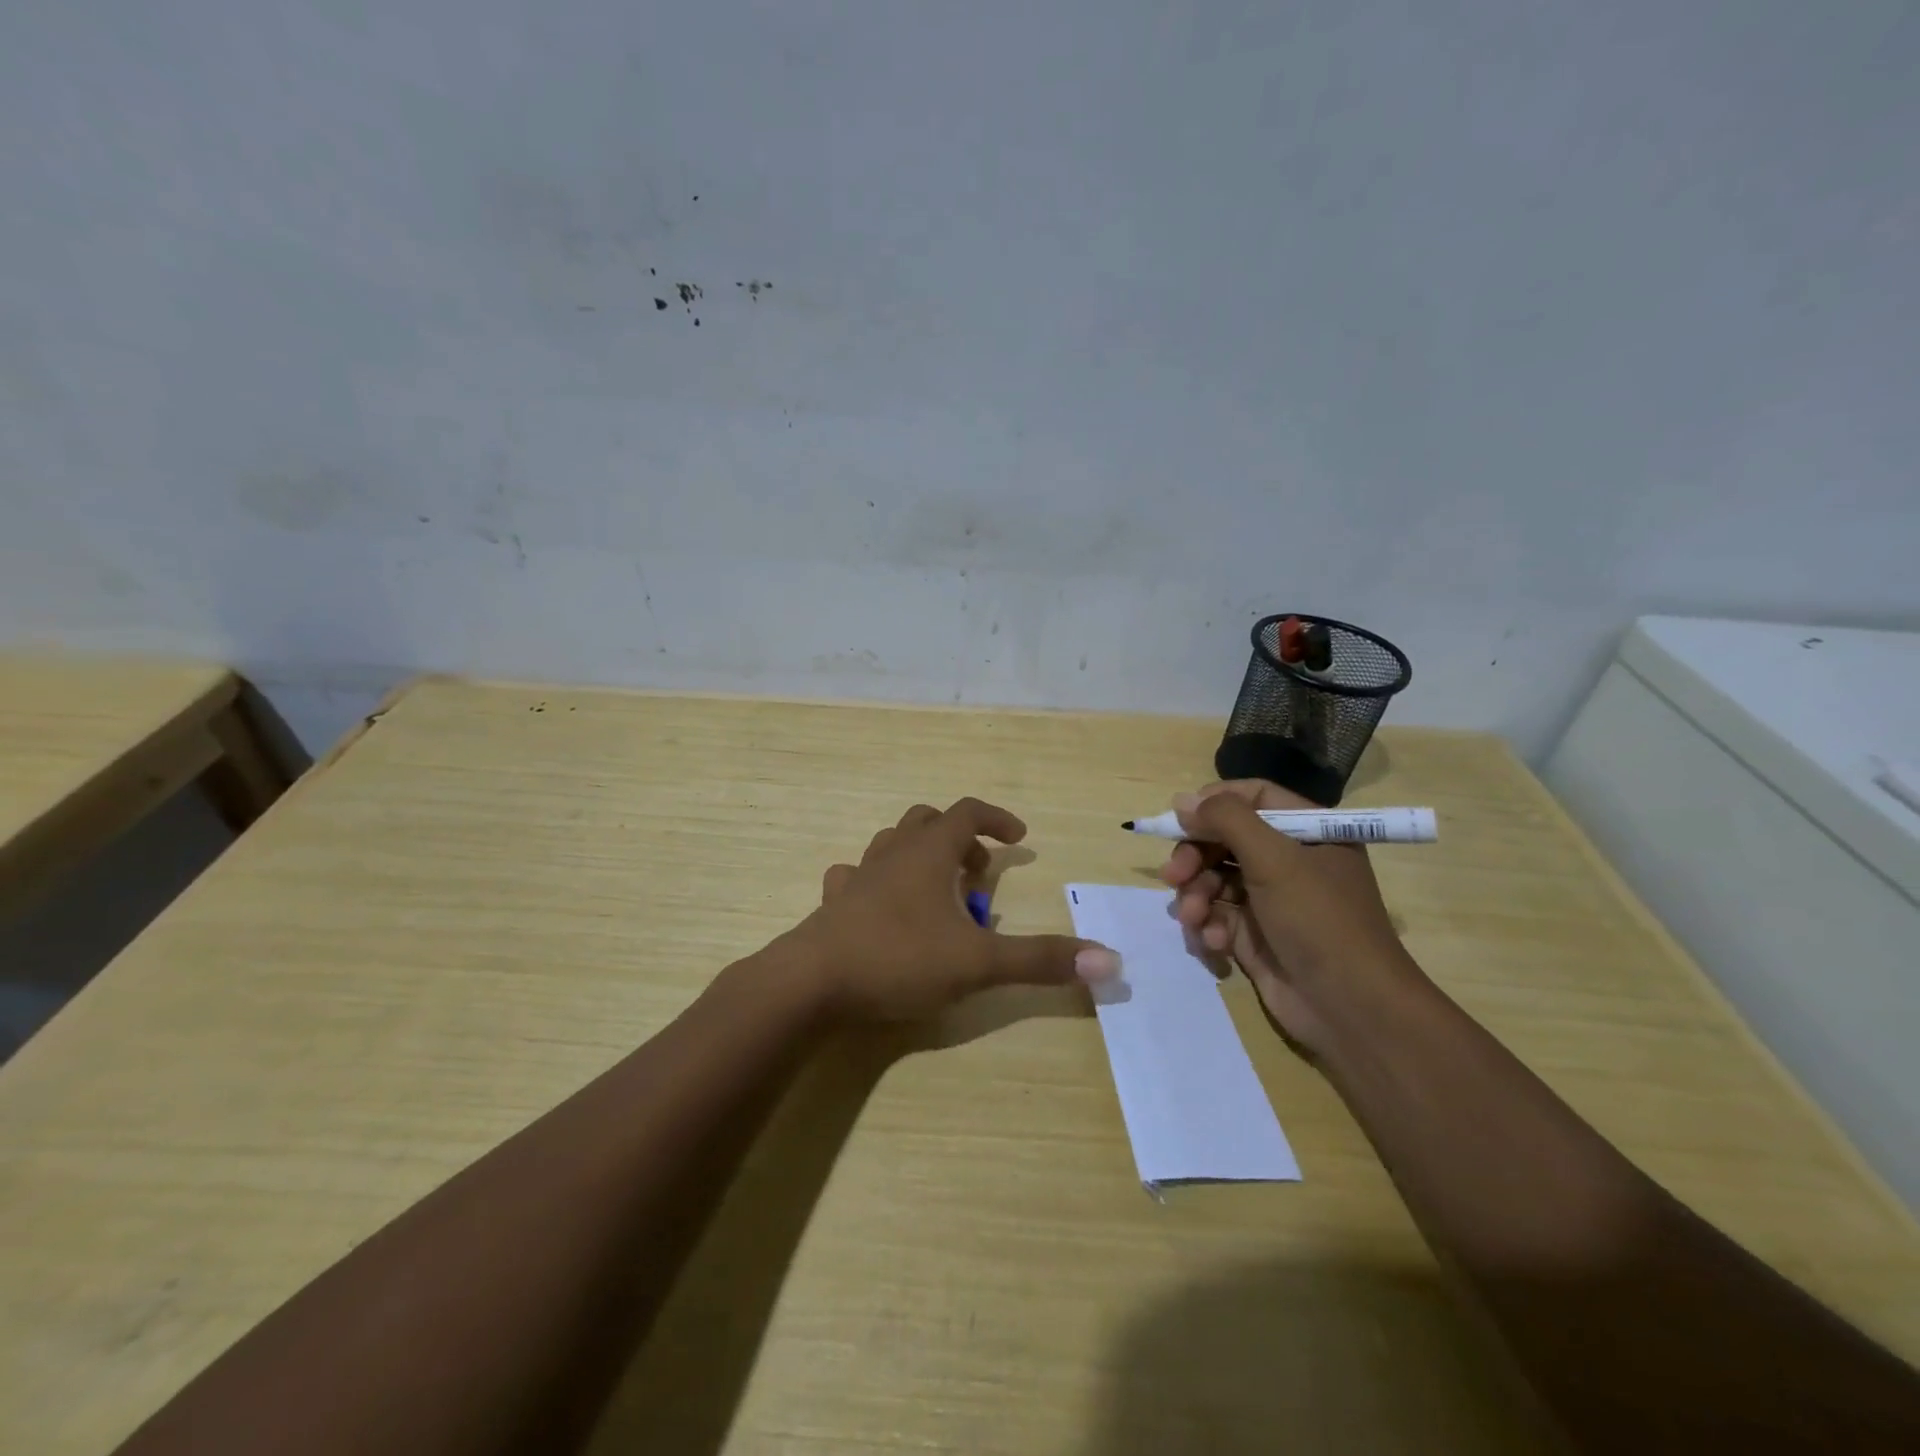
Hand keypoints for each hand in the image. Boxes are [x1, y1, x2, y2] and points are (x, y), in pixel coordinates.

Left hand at [783, 797, 1118, 1021]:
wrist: (811, 982)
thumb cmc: (899, 959)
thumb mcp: (978, 962)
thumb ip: (1040, 960)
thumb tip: (1109, 961)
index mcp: (928, 853)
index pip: (968, 812)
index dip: (997, 818)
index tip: (1019, 837)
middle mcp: (892, 853)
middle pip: (928, 821)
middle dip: (960, 840)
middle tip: (978, 874)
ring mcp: (858, 876)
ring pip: (891, 844)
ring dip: (920, 857)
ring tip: (938, 893)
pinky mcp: (833, 904)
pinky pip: (857, 876)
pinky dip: (878, 882)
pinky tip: (884, 908)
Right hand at [1161, 780, 1430, 1051]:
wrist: (1349, 1008)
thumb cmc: (1318, 920)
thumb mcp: (1275, 858)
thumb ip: (1227, 819)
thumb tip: (1182, 800)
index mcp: (1307, 832)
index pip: (1254, 797)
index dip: (1214, 803)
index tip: (1180, 818)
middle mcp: (1288, 860)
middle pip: (1224, 839)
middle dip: (1194, 857)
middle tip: (1173, 876)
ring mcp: (1270, 899)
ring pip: (1213, 878)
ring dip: (1196, 896)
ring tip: (1194, 919)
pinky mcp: (1254, 935)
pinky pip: (1216, 915)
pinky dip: (1208, 925)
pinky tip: (1212, 943)